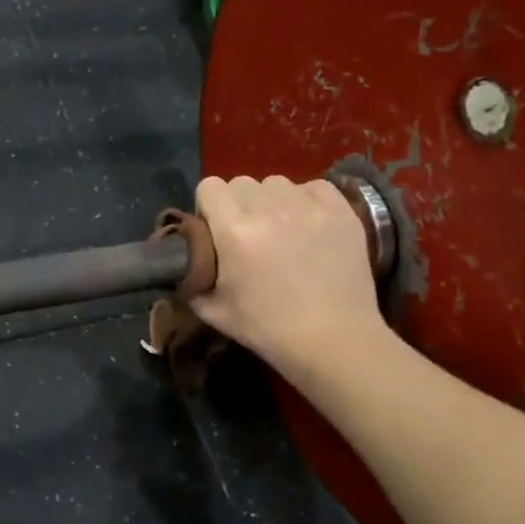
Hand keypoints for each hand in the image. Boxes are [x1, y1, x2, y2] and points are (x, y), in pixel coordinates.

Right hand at [190, 176, 389, 377]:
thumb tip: (184, 258)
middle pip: (241, 182)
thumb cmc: (267, 329)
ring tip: (281, 229)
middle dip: (238, 203)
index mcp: (234, 229)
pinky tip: (308, 225)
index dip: (208, 206)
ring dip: (272, 200)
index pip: (209, 186)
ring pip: (276, 183)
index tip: (216, 229)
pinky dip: (306, 200)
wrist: (333, 341)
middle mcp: (269, 208)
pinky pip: (313, 187)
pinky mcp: (340, 211)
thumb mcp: (211, 309)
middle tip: (248, 233)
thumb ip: (190, 276)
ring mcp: (308, 206)